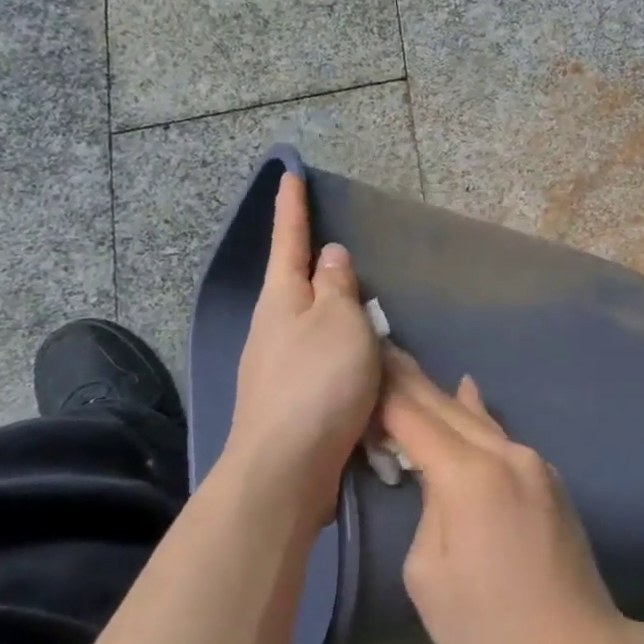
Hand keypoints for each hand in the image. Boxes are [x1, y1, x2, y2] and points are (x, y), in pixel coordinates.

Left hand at [222, 172, 379, 525]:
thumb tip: (329, 256)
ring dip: (336, 318)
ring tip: (369, 316)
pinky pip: (324, 364)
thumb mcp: (338, 322)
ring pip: (313, 328)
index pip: (289, 241)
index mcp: (282, 299)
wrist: (286, 469)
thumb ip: (337, 286)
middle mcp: (273, 329)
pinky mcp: (293, 402)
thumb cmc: (318, 383)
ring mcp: (279, 368)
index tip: (289, 174)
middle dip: (317, 268)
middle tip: (345, 254)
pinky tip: (364, 368)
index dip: (293, 207)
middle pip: (297, 286)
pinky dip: (344, 357)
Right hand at [380, 349, 628, 643]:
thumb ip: (428, 509)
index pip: (415, 419)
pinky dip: (475, 415)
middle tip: (381, 345)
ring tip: (410, 366)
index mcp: (470, 476)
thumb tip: (438, 480)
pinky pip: (501, 436)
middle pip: (446, 408)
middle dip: (410, 380)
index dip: (384, 392)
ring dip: (440, 395)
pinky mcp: (547, 478)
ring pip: (476, 419)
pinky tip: (467, 392)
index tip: (360, 361)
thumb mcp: (429, 573)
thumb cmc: (488, 626)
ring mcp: (533, 463)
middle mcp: (506, 454)